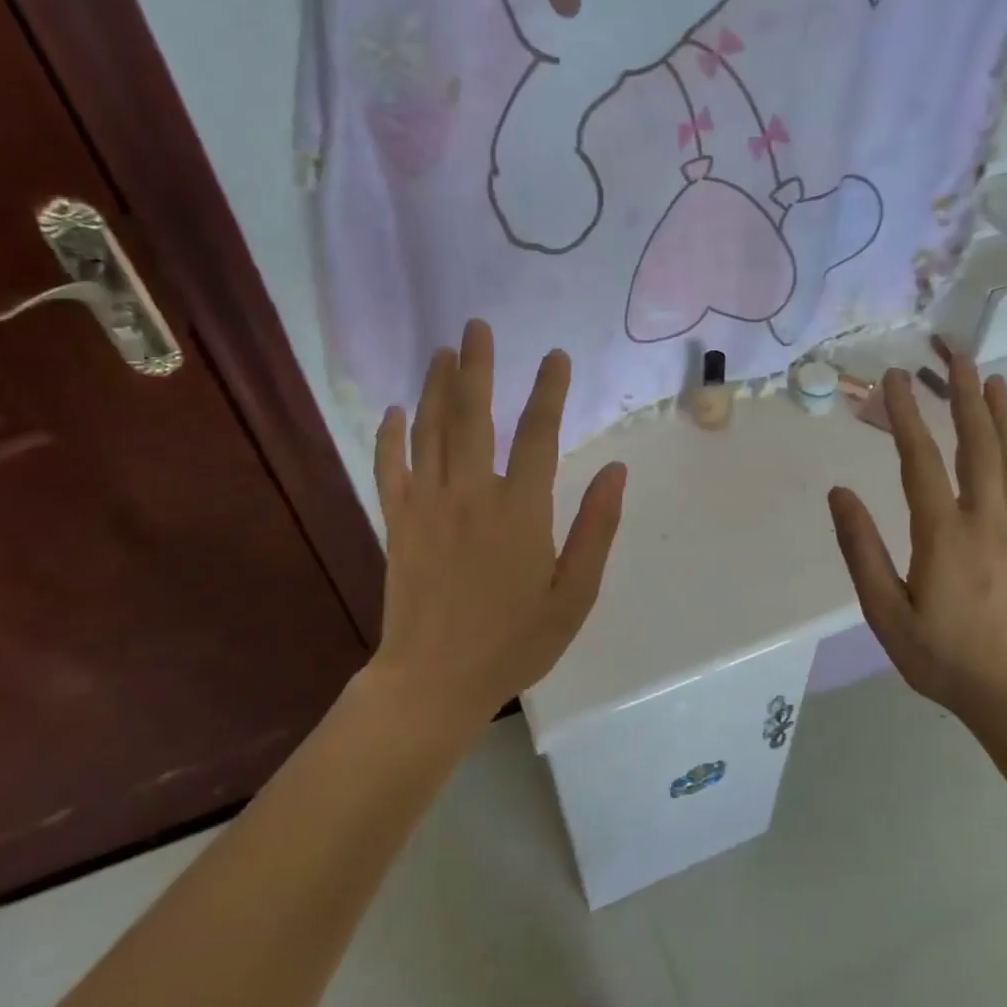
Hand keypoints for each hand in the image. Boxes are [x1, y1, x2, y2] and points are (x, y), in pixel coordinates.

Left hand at [370, 320, 627, 725]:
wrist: (435, 680)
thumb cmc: (515, 641)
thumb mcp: (575, 594)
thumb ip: (596, 528)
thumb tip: (616, 470)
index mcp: (520, 510)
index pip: (538, 434)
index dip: (548, 391)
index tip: (556, 356)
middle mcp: (471, 494)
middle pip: (472, 416)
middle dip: (478, 367)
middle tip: (476, 326)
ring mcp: (427, 505)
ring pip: (430, 431)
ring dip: (436, 387)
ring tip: (443, 351)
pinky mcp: (398, 522)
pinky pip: (390, 468)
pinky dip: (391, 436)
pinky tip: (394, 410)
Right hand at [828, 350, 1006, 717]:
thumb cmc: (944, 658)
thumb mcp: (886, 614)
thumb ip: (861, 551)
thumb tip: (840, 494)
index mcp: (943, 534)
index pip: (920, 460)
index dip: (906, 416)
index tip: (894, 380)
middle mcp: (987, 519)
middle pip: (977, 444)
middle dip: (964, 395)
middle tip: (955, 355)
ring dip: (1002, 414)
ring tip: (992, 378)